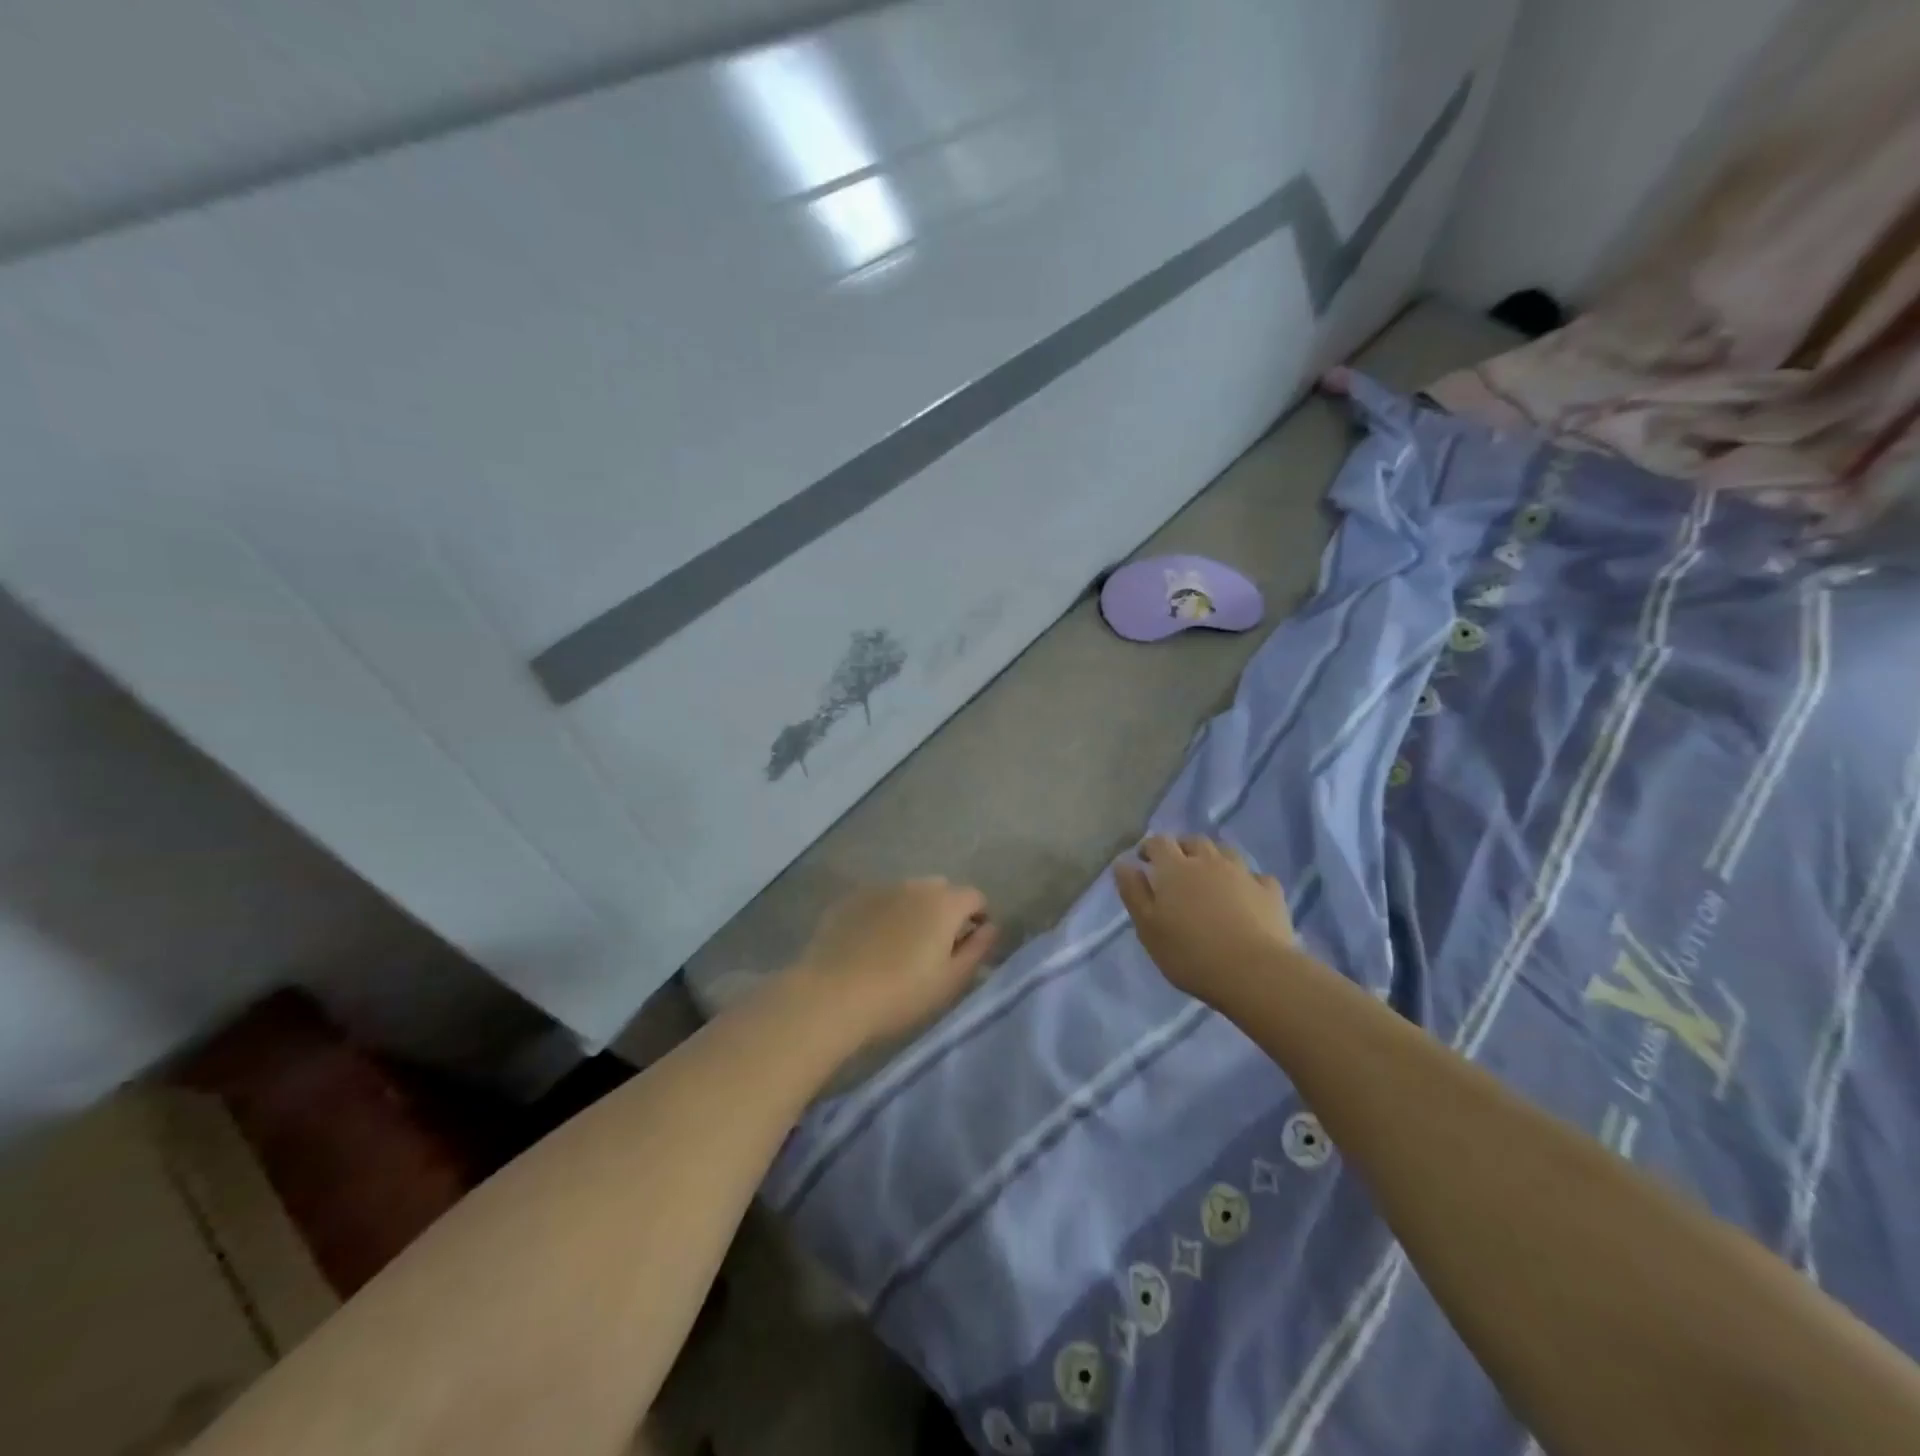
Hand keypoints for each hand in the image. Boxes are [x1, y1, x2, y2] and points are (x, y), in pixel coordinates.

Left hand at [788, 879, 997, 1050]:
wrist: (832, 995)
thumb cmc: (900, 994)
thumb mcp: (950, 981)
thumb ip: (977, 949)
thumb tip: (991, 927)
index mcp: (945, 903)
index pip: (975, 897)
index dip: (978, 918)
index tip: (970, 945)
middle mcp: (914, 885)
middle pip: (941, 891)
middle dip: (946, 912)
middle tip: (936, 948)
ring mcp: (879, 888)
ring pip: (908, 893)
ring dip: (914, 911)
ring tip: (901, 946)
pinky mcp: (850, 899)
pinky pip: (879, 900)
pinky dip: (884, 914)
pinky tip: (872, 943)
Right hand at [1115, 835, 1296, 1005]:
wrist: (1254, 972)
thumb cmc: (1190, 953)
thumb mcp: (1148, 928)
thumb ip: (1133, 893)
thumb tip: (1123, 863)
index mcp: (1174, 868)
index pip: (1158, 842)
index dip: (1149, 847)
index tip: (1144, 861)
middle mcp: (1209, 861)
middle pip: (1193, 841)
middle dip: (1182, 849)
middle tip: (1177, 869)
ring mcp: (1243, 873)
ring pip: (1226, 852)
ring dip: (1214, 859)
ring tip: (1210, 878)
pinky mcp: (1270, 892)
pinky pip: (1256, 877)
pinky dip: (1247, 881)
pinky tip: (1246, 895)